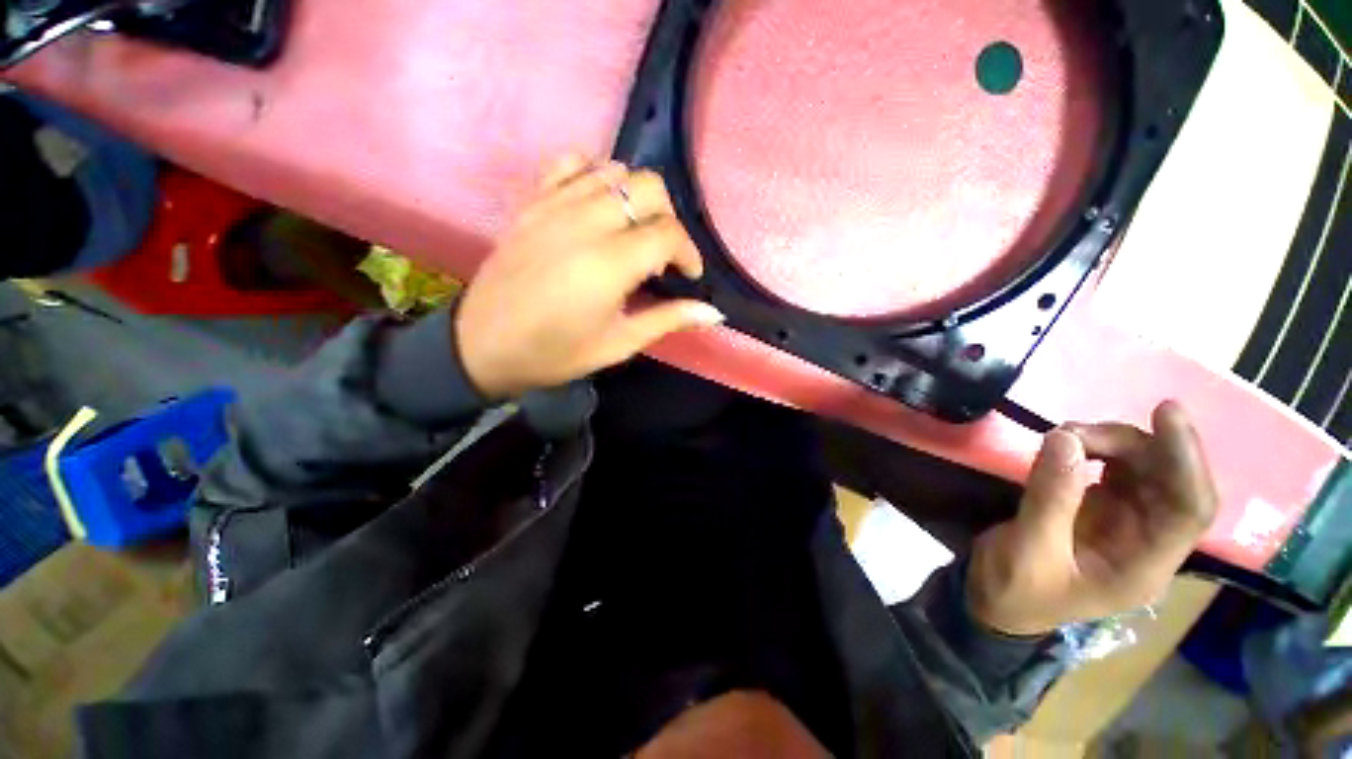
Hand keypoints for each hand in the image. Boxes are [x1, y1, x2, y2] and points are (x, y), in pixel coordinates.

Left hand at [455, 156, 723, 398]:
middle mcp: (585, 222)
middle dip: (668, 218)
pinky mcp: (532, 201)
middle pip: (649, 188)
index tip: (688, 275)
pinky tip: (597, 204)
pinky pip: (570, 162)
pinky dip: (594, 173)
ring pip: (615, 169)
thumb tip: (714, 313)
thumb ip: (667, 319)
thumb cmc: (555, 353)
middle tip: (662, 253)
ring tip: (633, 232)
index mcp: (610, 264)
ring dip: (636, 197)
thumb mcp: (618, 344)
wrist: (483, 345)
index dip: (688, 252)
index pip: (668, 233)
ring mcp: (555, 205)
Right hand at [967, 401, 1219, 635]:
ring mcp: (1127, 522)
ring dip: (1110, 443)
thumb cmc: (1016, 589)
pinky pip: (1115, 469)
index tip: (1166, 412)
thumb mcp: (1029, 549)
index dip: (1186, 460)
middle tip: (1075, 429)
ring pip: (1144, 469)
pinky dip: (1095, 449)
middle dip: (1133, 445)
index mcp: (1144, 565)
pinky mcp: (1101, 508)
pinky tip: (1068, 444)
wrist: (995, 602)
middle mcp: (1148, 540)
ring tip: (1062, 434)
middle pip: (1169, 482)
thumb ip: (1049, 497)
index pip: (1188, 509)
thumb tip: (1064, 437)